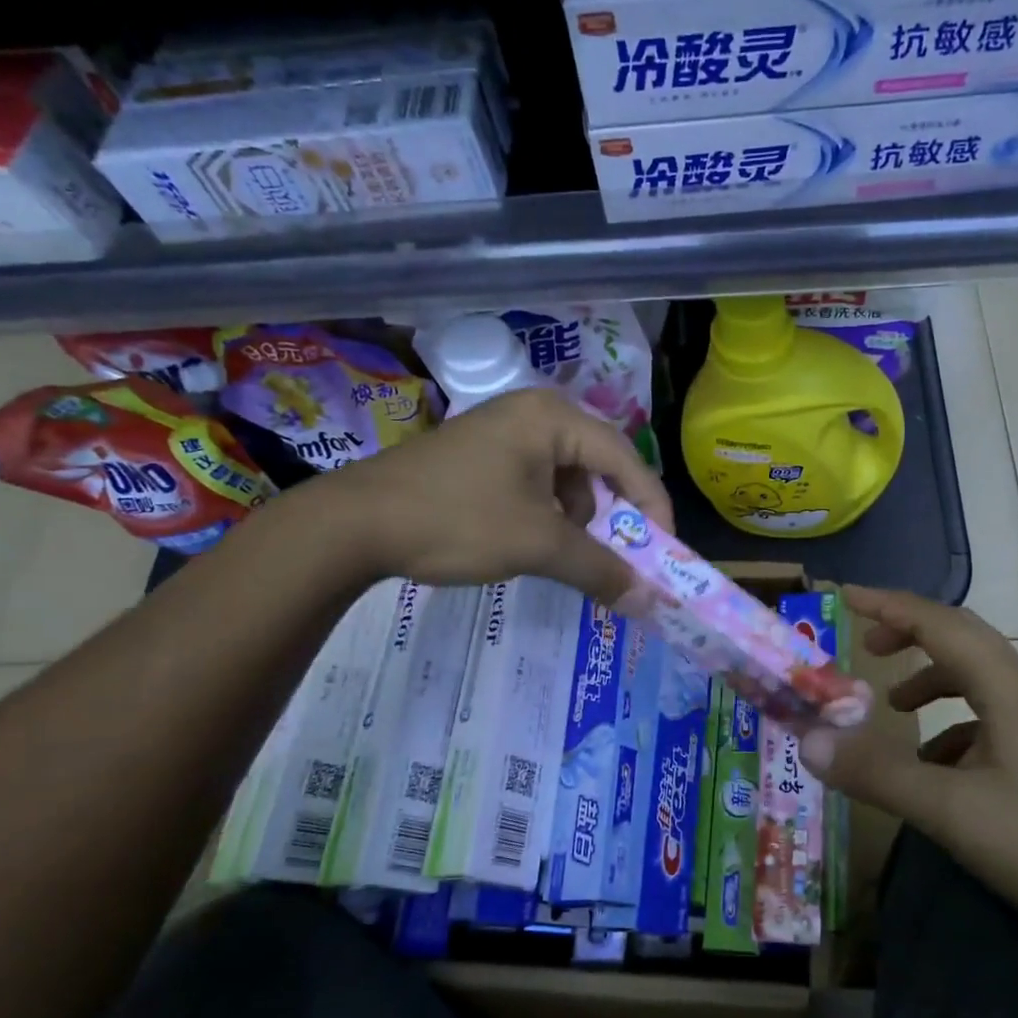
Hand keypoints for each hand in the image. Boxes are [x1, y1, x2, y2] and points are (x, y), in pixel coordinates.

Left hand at [306, 388, 671, 603]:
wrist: (353, 524)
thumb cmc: (456, 520)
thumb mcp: (537, 545)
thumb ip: (600, 569)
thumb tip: (651, 603)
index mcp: (553, 418)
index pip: (626, 460)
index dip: (652, 509)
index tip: (664, 553)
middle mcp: (534, 414)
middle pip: (599, 467)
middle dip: (612, 518)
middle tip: (622, 559)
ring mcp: (504, 432)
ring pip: (568, 480)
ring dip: (577, 522)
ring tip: (562, 556)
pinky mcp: (483, 456)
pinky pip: (537, 485)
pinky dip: (547, 517)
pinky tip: (529, 543)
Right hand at [797, 587, 1017, 938]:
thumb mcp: (951, 810)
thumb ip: (878, 773)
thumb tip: (809, 741)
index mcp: (1006, 688)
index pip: (939, 624)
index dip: (890, 606)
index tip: (846, 596)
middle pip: (962, 639)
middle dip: (910, 634)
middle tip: (865, 647)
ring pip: (977, 680)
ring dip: (931, 680)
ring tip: (893, 707)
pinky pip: (988, 719)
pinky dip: (951, 725)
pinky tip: (936, 768)